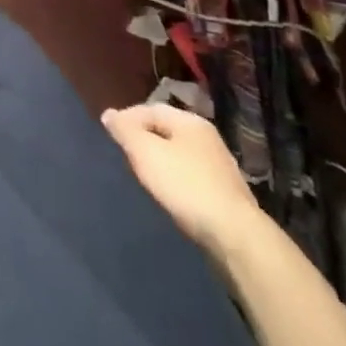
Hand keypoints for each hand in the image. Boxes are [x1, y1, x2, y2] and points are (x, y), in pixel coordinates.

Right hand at [103, 102, 262, 258]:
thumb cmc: (186, 185)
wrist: (236, 236)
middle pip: (166, 130)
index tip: (111, 136)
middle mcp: (207, 137)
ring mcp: (220, 166)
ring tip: (145, 176)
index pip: (149, 109)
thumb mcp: (145, 152)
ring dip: (161, 161)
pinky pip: (192, 176)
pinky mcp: (226, 193)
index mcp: (189, 121)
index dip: (127, 119)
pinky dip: (177, 179)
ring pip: (180, 154)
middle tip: (127, 156)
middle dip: (144, 139)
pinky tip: (171, 195)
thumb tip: (109, 114)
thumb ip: (125, 130)